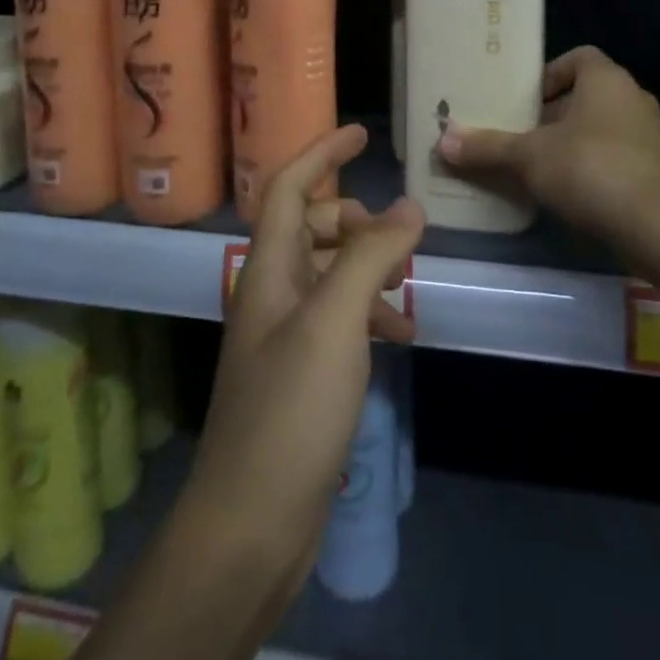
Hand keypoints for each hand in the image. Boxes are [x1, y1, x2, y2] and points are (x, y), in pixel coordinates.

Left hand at [184, 124, 422, 600]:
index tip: (360, 135)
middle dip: (354, 220)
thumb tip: (408, 206)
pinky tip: (399, 336)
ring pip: (328, 272)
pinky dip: (369, 313)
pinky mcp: (300, 373)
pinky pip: (338, 318)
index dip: (320, 154)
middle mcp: (270, 292)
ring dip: (368, 268)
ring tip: (407, 289)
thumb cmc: (290, 411)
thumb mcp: (336, 322)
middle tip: (397, 233)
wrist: (250, 524)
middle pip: (310, 227)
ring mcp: (284, 334)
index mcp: (267, 269)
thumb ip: (371, 257)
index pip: (286, 187)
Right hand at [436, 45, 659, 245]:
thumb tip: (442, 141)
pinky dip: (588, 167)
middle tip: (516, 134)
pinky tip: (563, 192)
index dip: (548, 74)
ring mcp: (648, 137)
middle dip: (550, 114)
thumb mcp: (529, 157)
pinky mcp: (654, 172)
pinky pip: (612, 157)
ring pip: (598, 128)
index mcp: (606, 80)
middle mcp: (632, 99)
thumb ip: (487, 147)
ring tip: (533, 165)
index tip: (522, 100)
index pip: (577, 57)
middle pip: (584, 94)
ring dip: (568, 142)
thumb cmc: (592, 170)